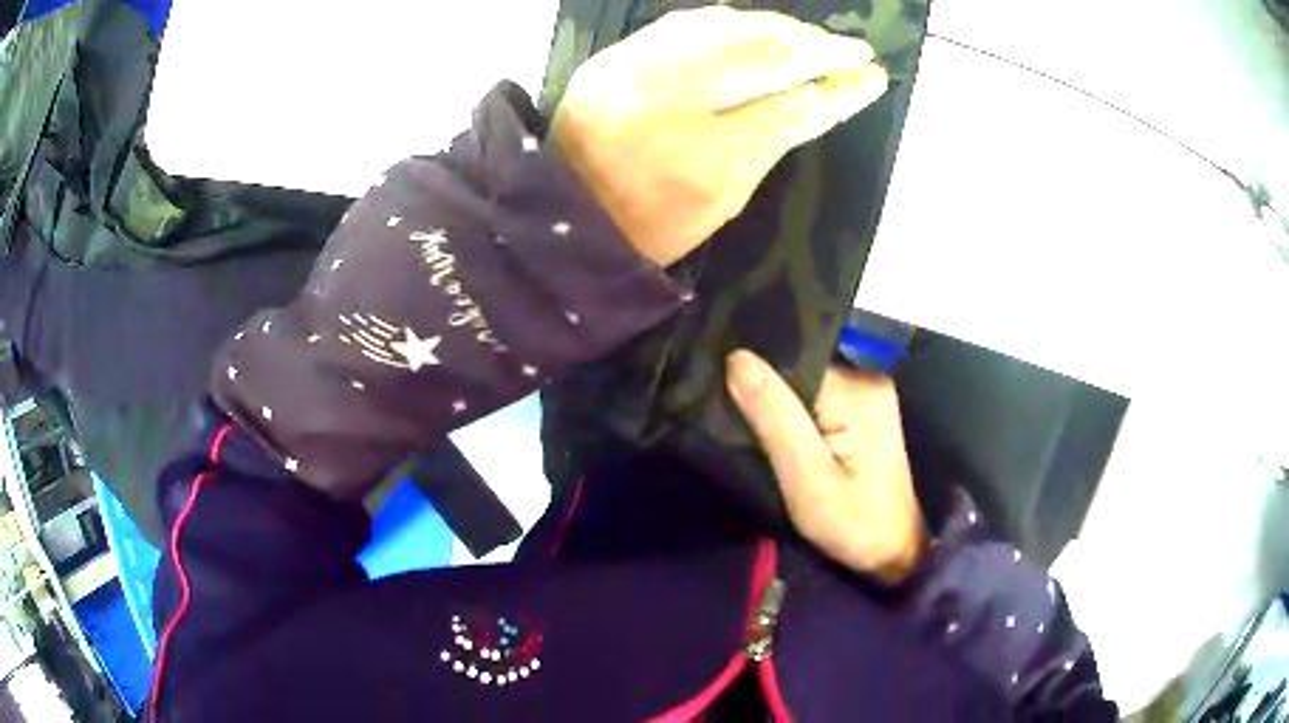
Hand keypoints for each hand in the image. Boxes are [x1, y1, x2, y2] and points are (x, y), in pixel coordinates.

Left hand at [552, 7, 888, 266]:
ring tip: (813, 37)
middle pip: (764, 56)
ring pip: (727, 28)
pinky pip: (686, 23)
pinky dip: (731, 22)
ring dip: (780, 28)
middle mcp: (670, 101)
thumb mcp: (725, 202)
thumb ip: (771, 145)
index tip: (871, 79)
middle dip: (820, 48)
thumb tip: (814, 95)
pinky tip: (757, 26)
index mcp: (705, 160)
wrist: (560, 213)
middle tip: (854, 50)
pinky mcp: (613, 54)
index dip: (840, 91)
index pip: (794, 109)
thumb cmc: (651, 225)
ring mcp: (635, 69)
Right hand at [726, 350, 925, 583]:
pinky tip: (788, 443)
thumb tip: (737, 359)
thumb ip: (774, 419)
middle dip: (768, 401)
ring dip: (781, 412)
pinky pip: (815, 401)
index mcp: (858, 392)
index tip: (730, 415)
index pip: (790, 367)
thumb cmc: (853, 524)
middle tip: (748, 438)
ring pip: (803, 388)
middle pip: (797, 374)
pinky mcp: (864, 410)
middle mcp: (867, 380)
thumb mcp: (806, 479)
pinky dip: (796, 420)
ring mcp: (868, 394)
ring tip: (765, 444)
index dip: (756, 387)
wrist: (894, 552)